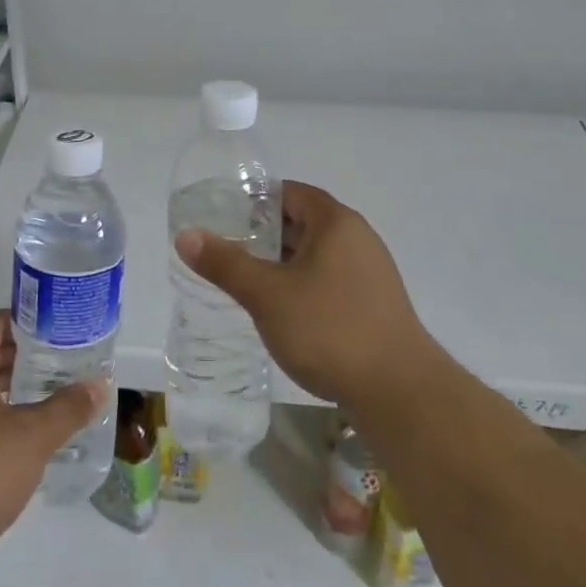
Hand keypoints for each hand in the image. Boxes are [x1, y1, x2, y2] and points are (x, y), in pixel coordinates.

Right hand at [174, 180, 435, 408]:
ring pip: (316, 255)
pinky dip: (302, 286)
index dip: (255, 200)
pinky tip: (282, 312)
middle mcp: (357, 239)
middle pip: (303, 222)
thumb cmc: (329, 329)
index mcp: (336, 222)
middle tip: (226, 250)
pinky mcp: (374, 305)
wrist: (399, 393)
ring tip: (246, 281)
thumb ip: (225, 263)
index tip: (223, 217)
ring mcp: (370, 273)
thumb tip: (186, 235)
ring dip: (282, 264)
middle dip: (264, 235)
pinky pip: (330, 281)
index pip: (290, 193)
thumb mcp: (267, 295)